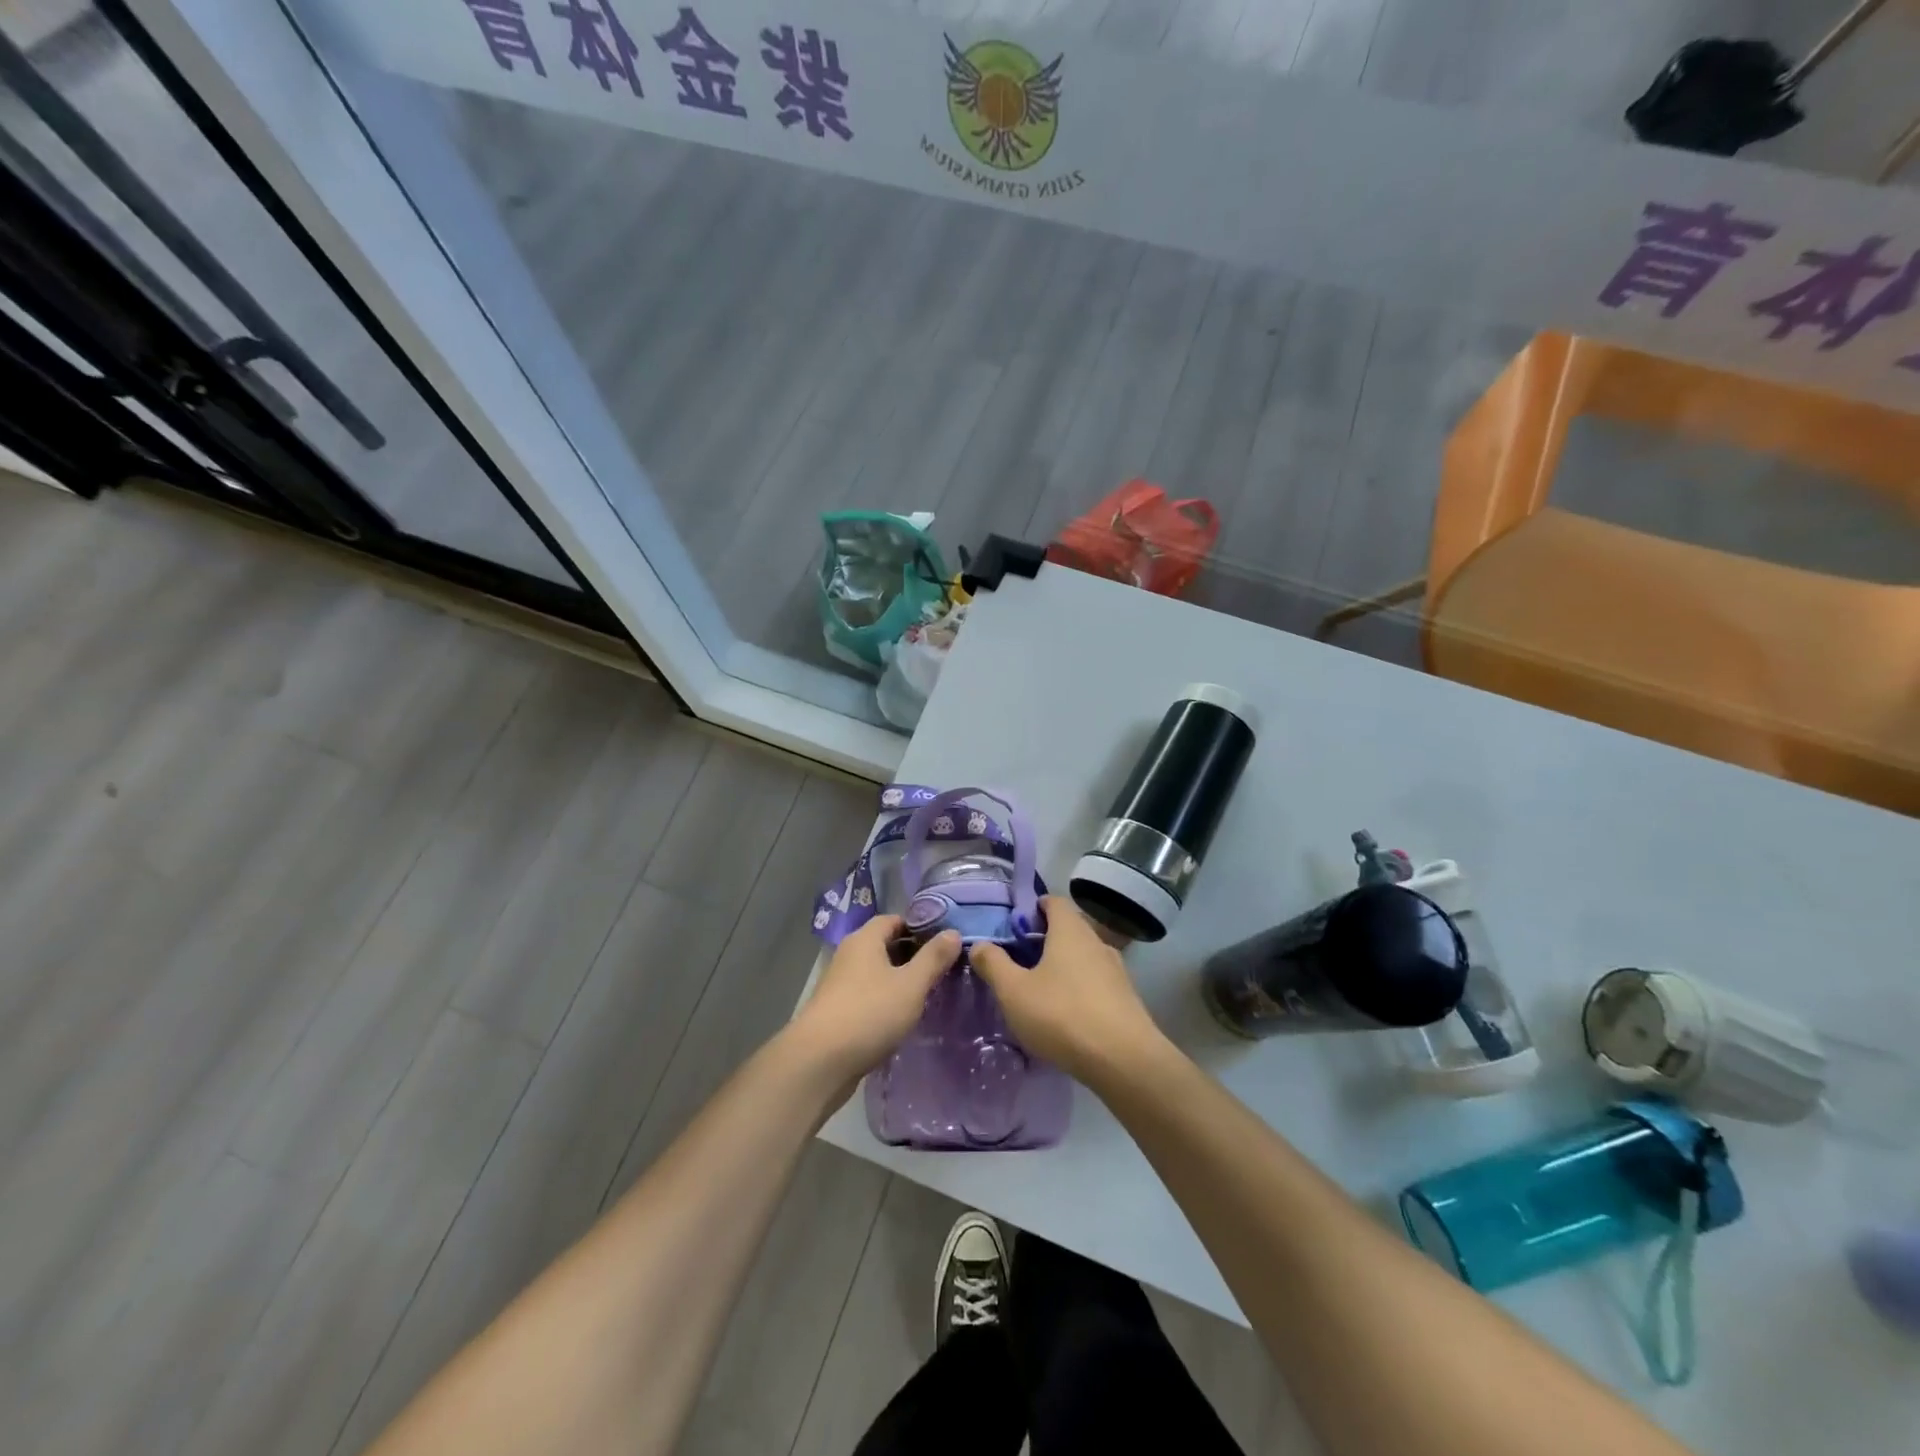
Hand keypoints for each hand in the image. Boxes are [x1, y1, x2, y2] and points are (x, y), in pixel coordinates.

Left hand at [791, 916, 959, 1079]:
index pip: (894, 919)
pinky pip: (867, 995)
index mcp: (864, 940)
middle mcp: (849, 955)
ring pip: (876, 972)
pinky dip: (885, 999)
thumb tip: (953, 933)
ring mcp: (839, 984)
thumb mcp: (911, 985)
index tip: (944, 941)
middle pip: (884, 945)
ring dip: (899, 979)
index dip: (919, 926)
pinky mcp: (837, 1011)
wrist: (819, 1062)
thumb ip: (933, 958)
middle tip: (942, 968)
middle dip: (912, 954)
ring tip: (928, 993)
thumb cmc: (869, 1013)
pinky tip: (902, 1016)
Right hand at [970, 896, 1164, 1083]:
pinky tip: (1066, 1012)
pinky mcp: (1126, 998)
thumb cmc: (1062, 1015)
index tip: (1015, 925)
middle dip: (1045, 938)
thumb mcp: (1014, 991)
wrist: (1124, 1060)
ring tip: (1040, 988)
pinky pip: (1097, 981)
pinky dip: (1080, 987)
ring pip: (1084, 956)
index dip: (1034, 907)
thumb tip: (979, 944)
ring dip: (1063, 965)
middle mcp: (1096, 942)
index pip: (1054, 901)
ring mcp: (1116, 970)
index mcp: (1070, 931)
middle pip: (1069, 928)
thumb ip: (993, 964)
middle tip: (1020, 959)